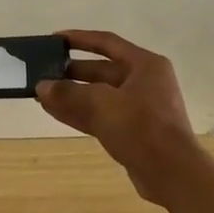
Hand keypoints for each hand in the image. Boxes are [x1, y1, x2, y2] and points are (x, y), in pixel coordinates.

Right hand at [36, 29, 206, 203]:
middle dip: (71, 72)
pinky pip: (100, 116)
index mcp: (145, 65)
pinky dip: (79, 113)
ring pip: (98, 96)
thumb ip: (69, 92)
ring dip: (71, 95)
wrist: (172, 173)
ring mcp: (139, 108)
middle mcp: (144, 82)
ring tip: (41, 94)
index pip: (107, 43)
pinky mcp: (132, 132)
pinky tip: (54, 112)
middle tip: (42, 72)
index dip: (80, 38)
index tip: (54, 39)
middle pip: (102, 71)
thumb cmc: (141, 127)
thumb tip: (42, 86)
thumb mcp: (101, 104)